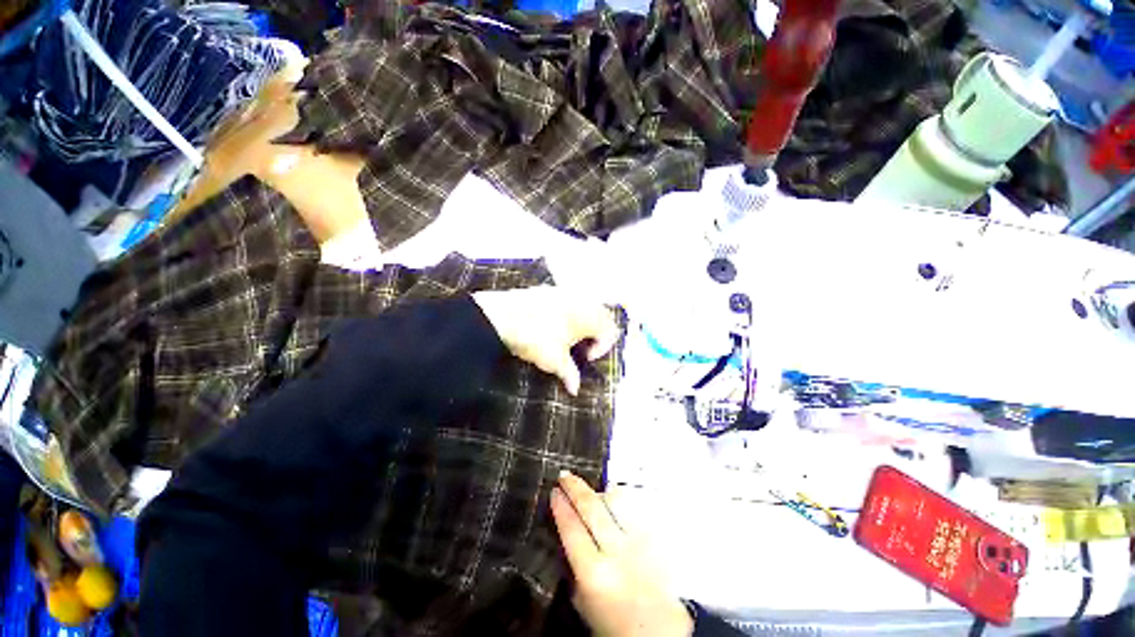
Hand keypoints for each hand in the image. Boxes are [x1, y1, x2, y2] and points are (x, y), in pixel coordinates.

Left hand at [472, 287, 619, 395]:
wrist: (503, 317)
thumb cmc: (537, 339)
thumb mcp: (555, 361)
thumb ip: (570, 374)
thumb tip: (575, 390)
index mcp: (590, 316)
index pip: (610, 330)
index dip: (602, 347)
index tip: (586, 358)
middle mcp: (583, 300)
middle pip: (602, 314)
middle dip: (596, 332)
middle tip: (582, 346)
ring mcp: (565, 291)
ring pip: (586, 305)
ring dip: (583, 321)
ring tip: (568, 336)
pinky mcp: (549, 289)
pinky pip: (569, 299)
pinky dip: (569, 311)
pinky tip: (553, 323)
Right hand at [550, 472, 692, 636]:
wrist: (661, 632)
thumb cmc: (615, 624)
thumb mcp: (583, 604)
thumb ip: (573, 570)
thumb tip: (564, 537)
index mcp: (594, 573)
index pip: (572, 528)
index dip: (561, 506)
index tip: (554, 492)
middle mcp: (617, 552)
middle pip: (592, 507)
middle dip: (575, 488)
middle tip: (565, 476)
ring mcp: (639, 541)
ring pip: (616, 501)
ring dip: (599, 492)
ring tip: (589, 489)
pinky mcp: (655, 538)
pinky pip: (633, 508)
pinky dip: (619, 501)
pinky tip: (612, 500)